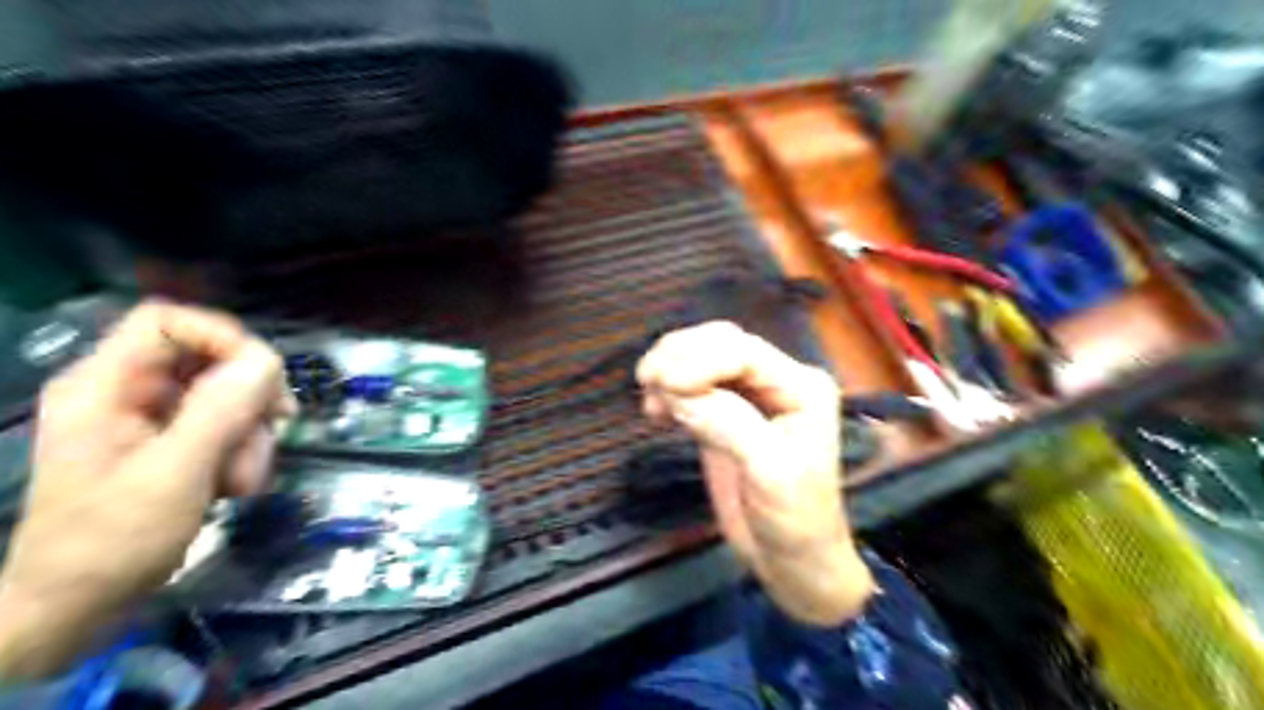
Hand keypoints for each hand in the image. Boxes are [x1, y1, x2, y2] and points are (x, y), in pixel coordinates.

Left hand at [0, 302, 292, 680]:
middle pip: (209, 359)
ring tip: (243, 479)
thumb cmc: (111, 541)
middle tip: (275, 429)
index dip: (221, 337)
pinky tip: (236, 485)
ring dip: (251, 434)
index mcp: (105, 386)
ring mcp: (150, 420)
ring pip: (228, 396)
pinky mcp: (170, 444)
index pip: (168, 322)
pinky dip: (242, 451)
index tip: (263, 375)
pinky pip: (225, 426)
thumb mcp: (174, 474)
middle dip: (250, 397)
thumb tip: (268, 359)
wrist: (76, 608)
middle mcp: (127, 393)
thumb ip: (220, 411)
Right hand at [637, 321, 874, 626]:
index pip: (745, 352)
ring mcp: (750, 396)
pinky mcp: (725, 414)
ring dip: (670, 369)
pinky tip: (655, 411)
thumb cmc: (795, 518)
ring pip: (703, 359)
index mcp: (802, 386)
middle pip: (722, 344)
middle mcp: (777, 380)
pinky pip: (693, 387)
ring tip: (649, 398)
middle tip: (646, 381)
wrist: (793, 561)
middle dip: (681, 355)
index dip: (700, 360)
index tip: (660, 383)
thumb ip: (728, 424)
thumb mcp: (770, 471)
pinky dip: (669, 390)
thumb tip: (674, 391)